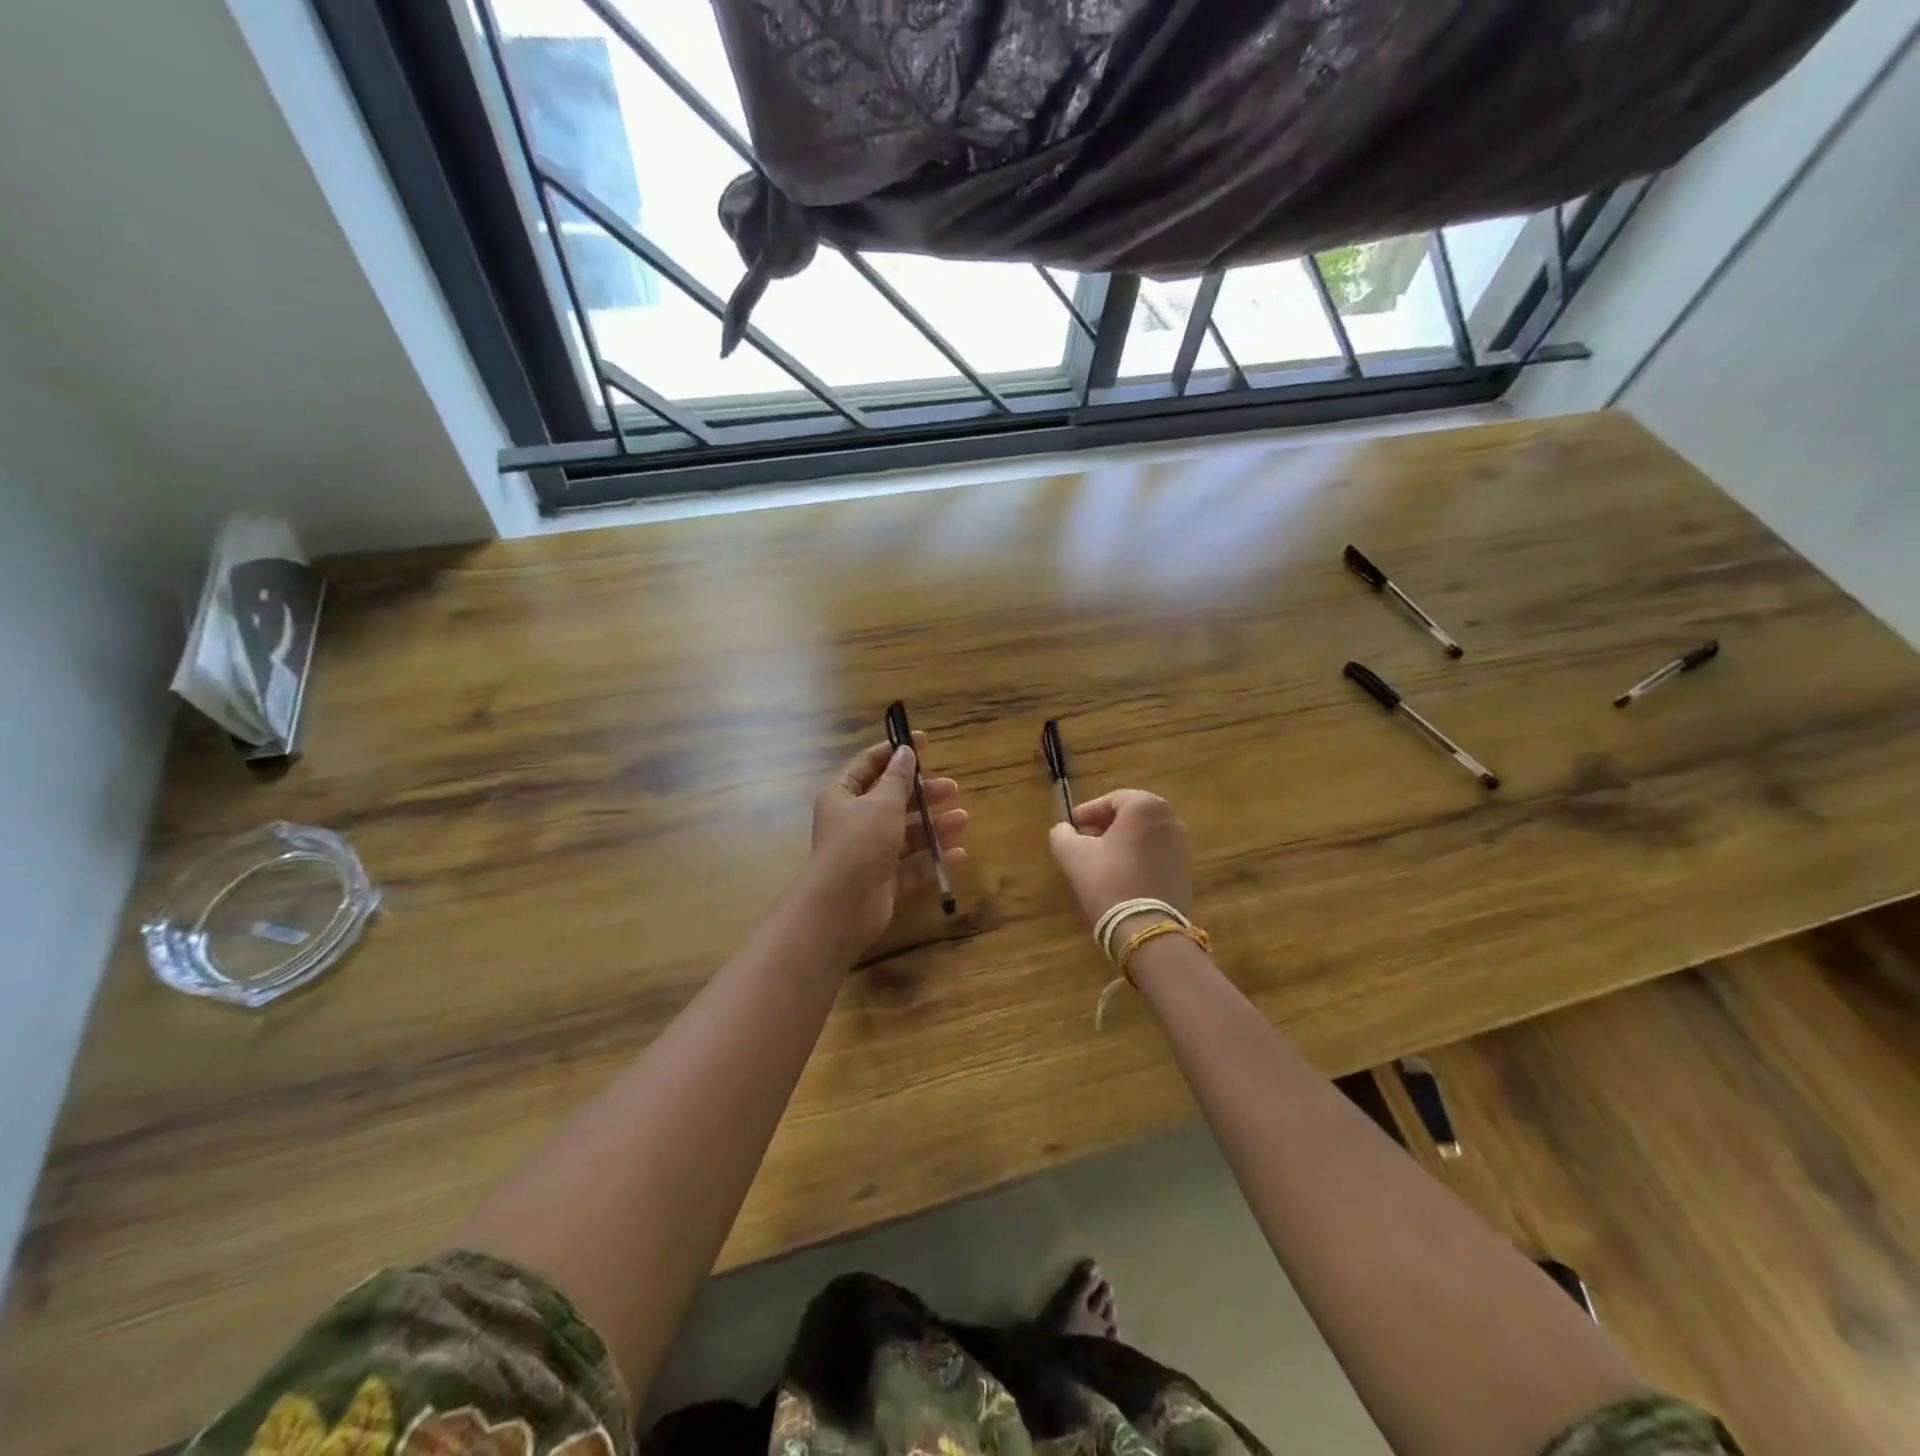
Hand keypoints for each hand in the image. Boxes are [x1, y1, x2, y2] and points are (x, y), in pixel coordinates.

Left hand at [808, 732, 967, 951]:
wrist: (843, 905)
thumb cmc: (860, 842)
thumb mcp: (882, 802)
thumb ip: (898, 777)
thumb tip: (905, 751)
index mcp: (843, 795)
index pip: (869, 764)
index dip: (895, 751)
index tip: (924, 741)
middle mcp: (854, 821)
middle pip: (892, 800)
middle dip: (922, 793)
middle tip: (952, 788)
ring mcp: (869, 852)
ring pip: (905, 832)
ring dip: (933, 824)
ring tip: (962, 820)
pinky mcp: (883, 880)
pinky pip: (912, 864)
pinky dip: (933, 856)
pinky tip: (958, 853)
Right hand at [1048, 789, 1191, 929]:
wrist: (1147, 929)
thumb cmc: (1108, 882)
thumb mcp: (1073, 855)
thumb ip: (1062, 834)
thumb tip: (1063, 829)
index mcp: (1145, 807)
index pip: (1110, 800)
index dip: (1087, 812)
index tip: (1071, 827)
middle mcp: (1169, 818)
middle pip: (1130, 815)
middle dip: (1105, 826)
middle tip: (1083, 841)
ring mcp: (1182, 844)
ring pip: (1143, 834)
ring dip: (1121, 841)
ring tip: (1099, 860)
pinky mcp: (1185, 869)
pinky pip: (1155, 852)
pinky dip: (1137, 856)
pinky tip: (1120, 875)